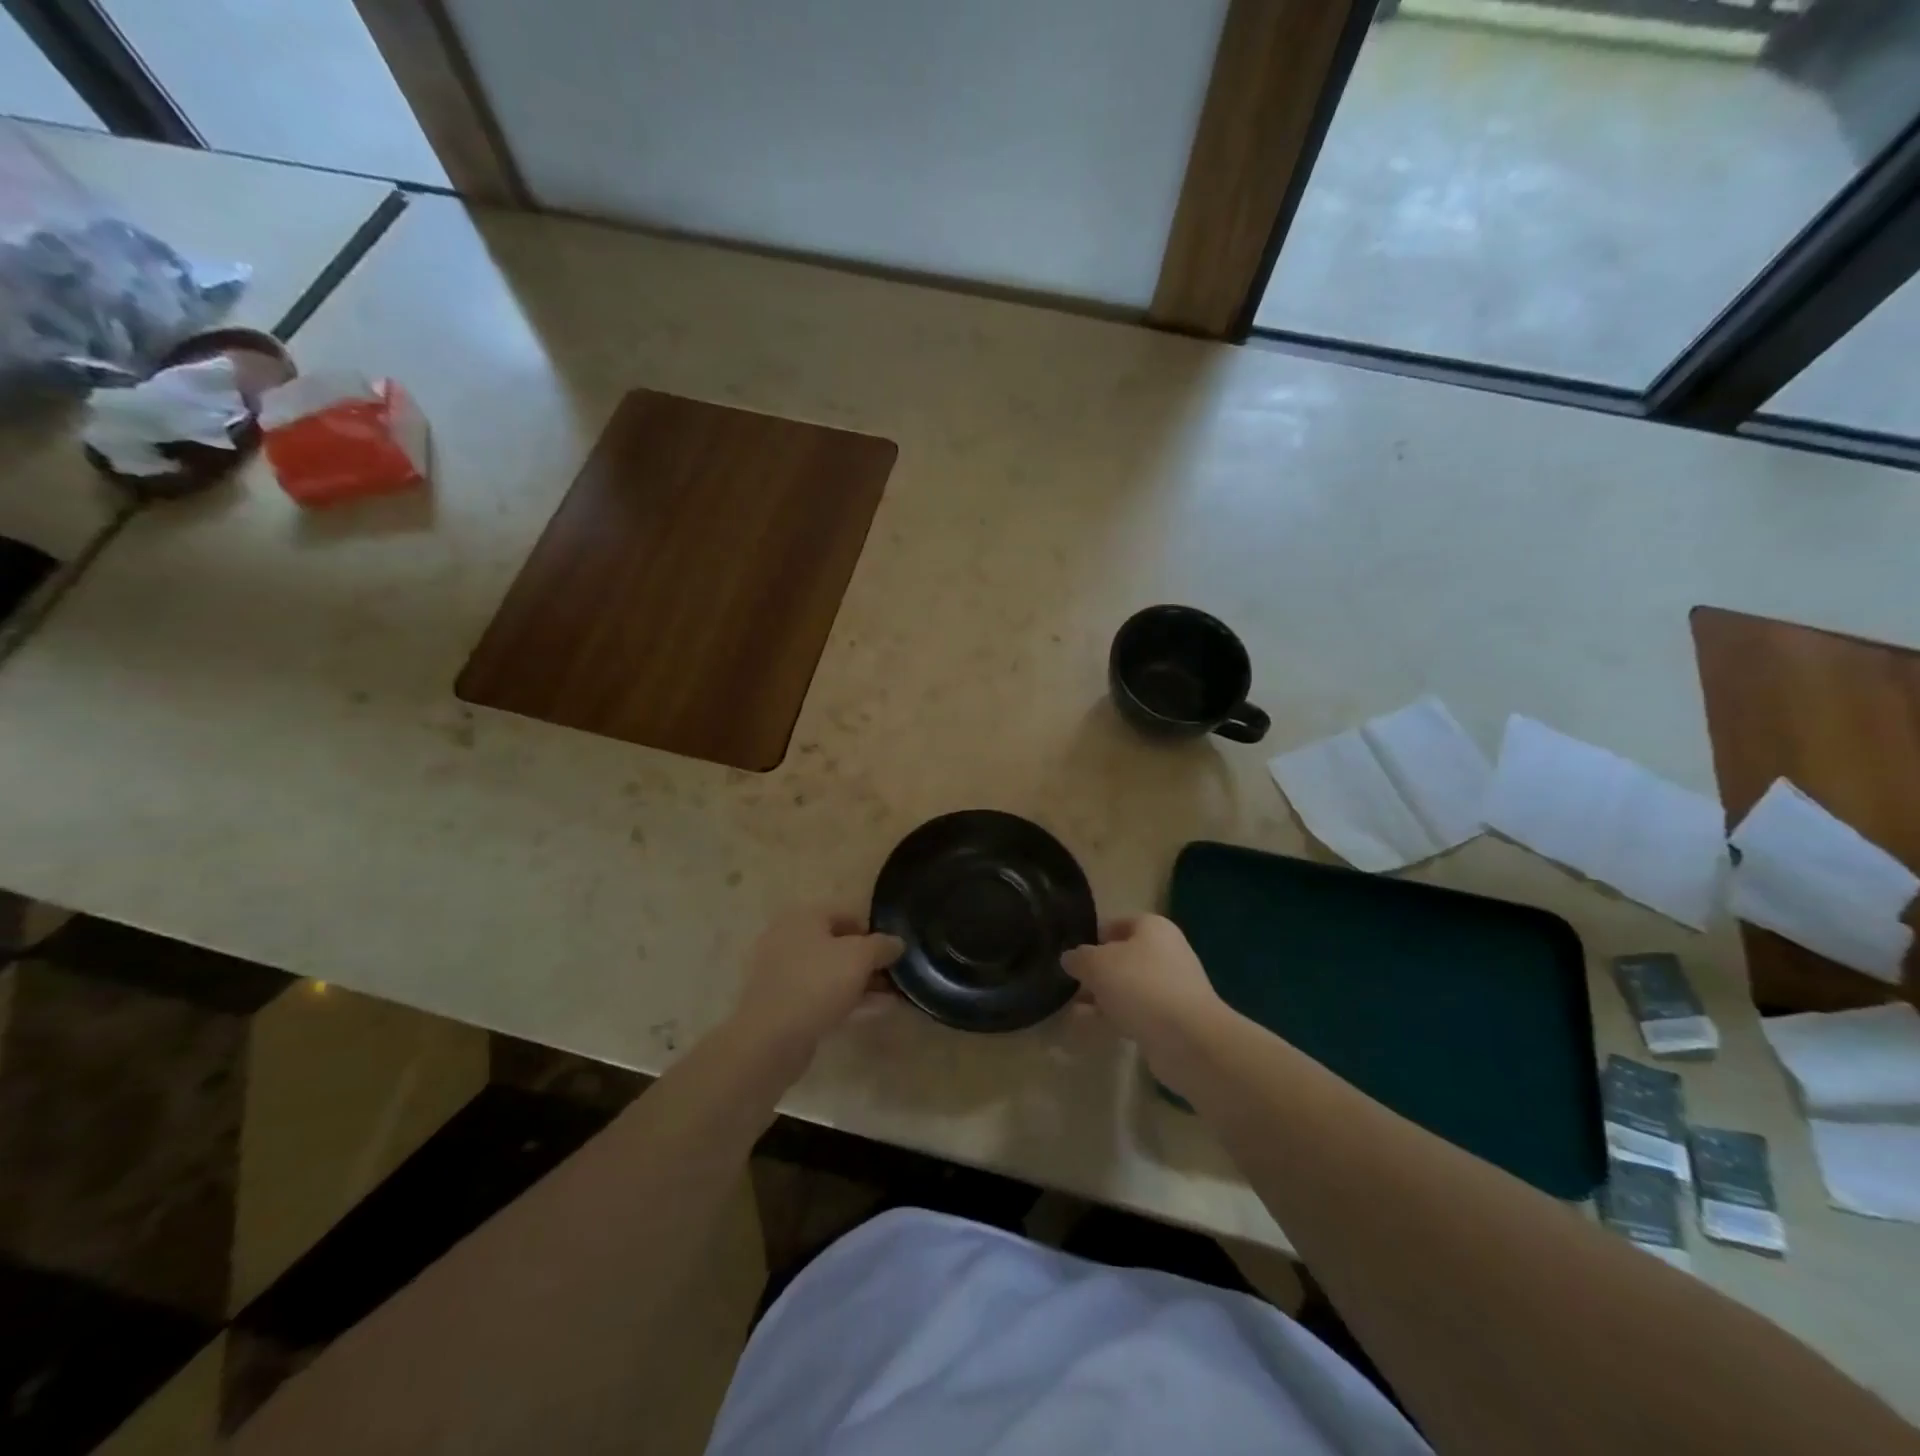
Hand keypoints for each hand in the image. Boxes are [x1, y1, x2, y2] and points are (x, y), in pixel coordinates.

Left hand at [727, 908, 903, 1070]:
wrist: (770, 1039)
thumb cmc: (816, 984)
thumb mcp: (859, 957)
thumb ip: (882, 946)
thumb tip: (897, 942)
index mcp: (803, 918)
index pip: (846, 913)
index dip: (874, 929)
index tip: (894, 950)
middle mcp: (789, 939)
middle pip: (838, 944)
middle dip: (868, 960)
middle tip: (894, 975)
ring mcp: (784, 974)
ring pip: (831, 972)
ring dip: (861, 982)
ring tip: (892, 995)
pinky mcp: (784, 1004)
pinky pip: (822, 995)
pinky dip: (847, 1000)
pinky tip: (875, 1011)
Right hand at [1061, 915, 1225, 1070]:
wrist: (1189, 1040)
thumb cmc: (1141, 986)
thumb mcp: (1097, 964)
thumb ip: (1079, 958)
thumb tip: (1070, 958)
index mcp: (1153, 928)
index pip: (1117, 924)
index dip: (1092, 936)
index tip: (1069, 952)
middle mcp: (1165, 953)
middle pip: (1122, 957)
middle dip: (1095, 971)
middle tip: (1068, 983)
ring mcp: (1171, 988)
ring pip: (1127, 988)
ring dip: (1101, 997)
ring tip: (1071, 1008)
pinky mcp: (1171, 1020)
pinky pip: (1135, 1013)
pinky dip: (1113, 1018)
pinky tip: (1089, 1028)